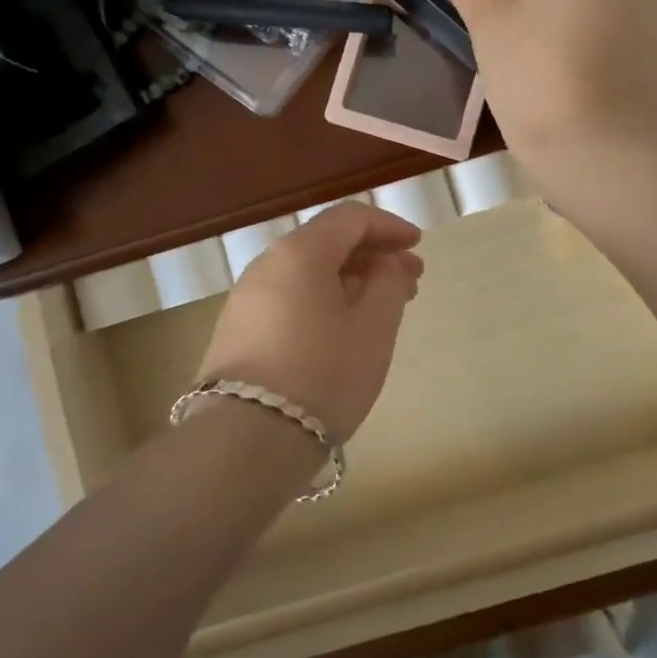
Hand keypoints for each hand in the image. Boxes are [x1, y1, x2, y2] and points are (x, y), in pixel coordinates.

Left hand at [196, 202, 424, 441]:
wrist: (246, 439)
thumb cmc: (322, 374)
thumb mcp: (373, 328)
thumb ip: (387, 283)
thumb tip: (383, 263)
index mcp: (300, 252)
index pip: (350, 218)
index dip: (389, 227)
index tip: (417, 245)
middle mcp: (267, 264)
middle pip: (327, 243)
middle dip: (372, 256)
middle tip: (410, 280)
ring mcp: (247, 297)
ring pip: (308, 273)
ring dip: (350, 280)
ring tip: (383, 307)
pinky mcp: (238, 329)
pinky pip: (290, 297)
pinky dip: (323, 300)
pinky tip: (344, 328)